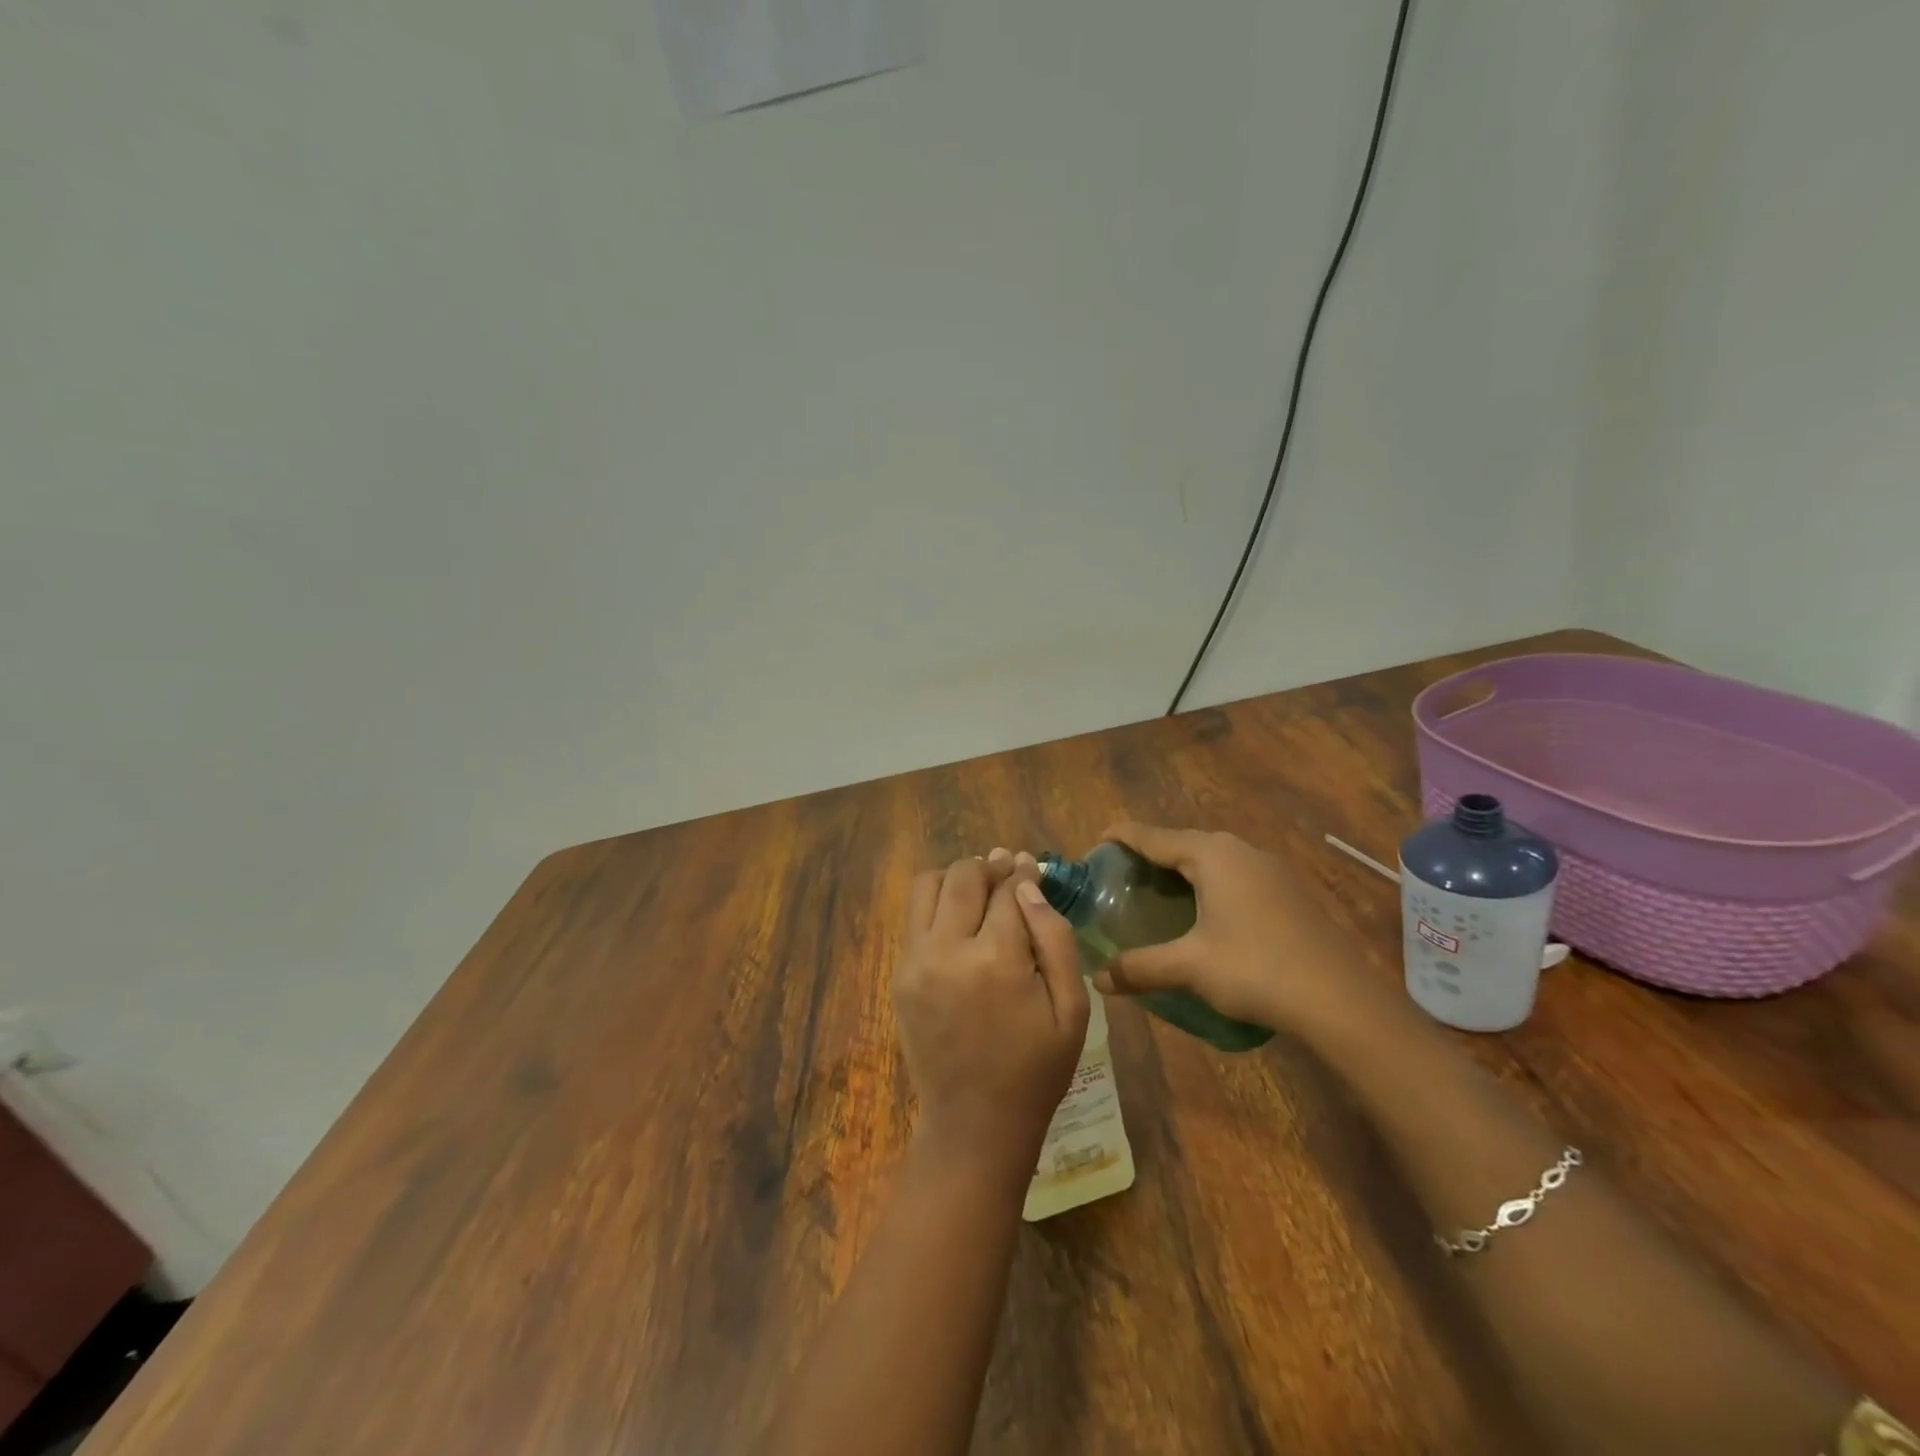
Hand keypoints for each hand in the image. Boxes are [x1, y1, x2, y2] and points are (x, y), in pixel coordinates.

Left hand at [895, 850, 1090, 1184]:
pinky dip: (935, 906)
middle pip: (963, 876)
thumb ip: (1055, 938)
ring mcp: (916, 962)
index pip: (1008, 889)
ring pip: (927, 886)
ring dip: (954, 878)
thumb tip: (1029, 885)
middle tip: (1006, 871)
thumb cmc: (1036, 1069)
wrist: (974, 1124)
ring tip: (977, 890)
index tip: (1030, 866)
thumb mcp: (1072, 1008)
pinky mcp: (899, 976)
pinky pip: (913, 918)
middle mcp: (948, 950)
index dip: (1022, 872)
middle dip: (988, 866)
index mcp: (997, 959)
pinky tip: (957, 922)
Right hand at [1094, 822, 1366, 1034]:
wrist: (1341, 1000)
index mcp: (1211, 854)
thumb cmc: (1256, 969)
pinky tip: (1205, 913)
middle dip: (1150, 855)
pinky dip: (1209, 884)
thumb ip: (1140, 967)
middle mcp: (1240, 850)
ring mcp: (1269, 868)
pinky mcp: (1288, 890)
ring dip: (1182, 870)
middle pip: (1182, 843)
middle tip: (1121, 877)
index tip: (1096, 843)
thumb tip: (1098, 980)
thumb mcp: (1190, 967)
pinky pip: (1234, 875)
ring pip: (1211, 858)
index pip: (1152, 835)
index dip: (1121, 837)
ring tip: (1157, 894)